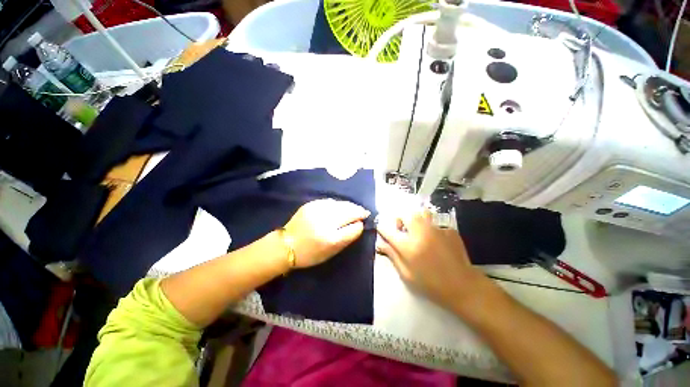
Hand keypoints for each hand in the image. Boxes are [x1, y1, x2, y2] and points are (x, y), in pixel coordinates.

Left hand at [284, 199, 369, 267]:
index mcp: (331, 239)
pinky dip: (338, 204)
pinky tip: (340, 206)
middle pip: (349, 212)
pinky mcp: (311, 204)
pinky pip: (330, 201)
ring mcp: (317, 211)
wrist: (285, 246)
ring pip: (341, 204)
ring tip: (354, 208)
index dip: (360, 224)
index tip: (362, 222)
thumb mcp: (331, 252)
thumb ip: (346, 238)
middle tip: (363, 212)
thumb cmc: (310, 254)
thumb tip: (358, 224)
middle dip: (358, 211)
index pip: (354, 228)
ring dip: (350, 206)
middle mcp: (325, 222)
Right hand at [376, 209, 485, 309]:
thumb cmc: (431, 284)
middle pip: (405, 214)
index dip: (382, 228)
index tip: (381, 229)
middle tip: (401, 229)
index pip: (388, 231)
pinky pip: (435, 224)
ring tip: (417, 230)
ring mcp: (436, 230)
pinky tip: (436, 241)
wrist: (464, 287)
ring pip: (421, 213)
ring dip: (415, 219)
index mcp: (408, 246)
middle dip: (399, 219)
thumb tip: (380, 244)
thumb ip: (392, 256)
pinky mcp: (449, 231)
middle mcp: (420, 233)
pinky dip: (432, 229)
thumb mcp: (407, 275)